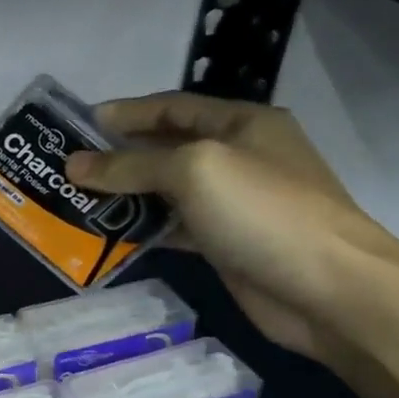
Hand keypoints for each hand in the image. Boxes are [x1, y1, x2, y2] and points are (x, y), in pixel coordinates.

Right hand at [64, 93, 398, 359]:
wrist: (330, 291)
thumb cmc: (264, 212)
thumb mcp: (194, 171)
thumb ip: (130, 165)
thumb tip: (74, 165)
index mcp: (242, 124)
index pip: (173, 107)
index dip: (127, 113)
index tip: (78, 125)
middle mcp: (238, 157)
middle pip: (166, 148)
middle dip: (118, 155)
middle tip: (68, 166)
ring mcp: (232, 204)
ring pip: (165, 191)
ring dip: (124, 194)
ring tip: (76, 200)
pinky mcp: (224, 243)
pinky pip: (172, 227)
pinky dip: (141, 228)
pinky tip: (107, 234)